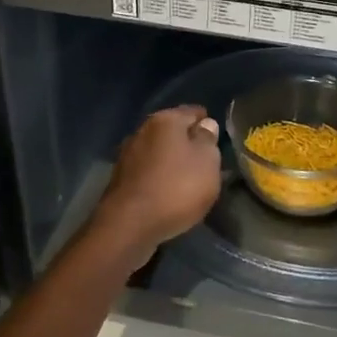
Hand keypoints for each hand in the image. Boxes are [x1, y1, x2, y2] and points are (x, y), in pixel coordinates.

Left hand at [94, 106, 222, 252]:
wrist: (129, 225)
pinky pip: (147, 171)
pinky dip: (158, 177)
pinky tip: (167, 191)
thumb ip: (208, 140)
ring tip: (187, 179)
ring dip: (171, 161)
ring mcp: (127, 154)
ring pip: (158, 151)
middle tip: (205, 161)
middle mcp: (143, 130)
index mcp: (165, 120)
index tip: (217, 139)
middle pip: (172, 131)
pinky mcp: (119, 178)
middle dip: (188, 142)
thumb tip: (206, 124)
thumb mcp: (207, 162)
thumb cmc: (176, 188)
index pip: (193, 111)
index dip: (208, 123)